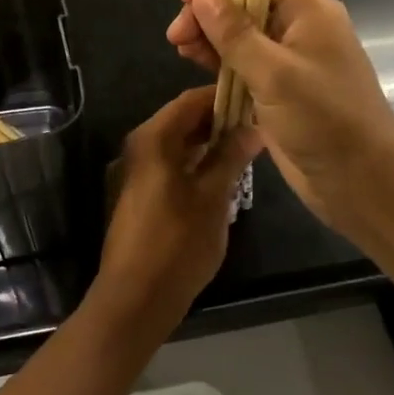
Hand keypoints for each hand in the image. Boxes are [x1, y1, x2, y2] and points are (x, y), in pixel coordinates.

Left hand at [94, 86, 260, 332]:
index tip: (256, 101)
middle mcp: (139, 148)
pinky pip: (171, 166)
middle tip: (257, 128)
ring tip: (247, 151)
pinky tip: (223, 177)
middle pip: (182, 121)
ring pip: (177, 145)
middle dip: (219, 121)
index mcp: (152, 140)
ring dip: (209, 144)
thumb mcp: (213, 197)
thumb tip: (253, 128)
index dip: (223, 98)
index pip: (189, 101)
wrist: (136, 296)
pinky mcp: (140, 195)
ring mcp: (136, 173)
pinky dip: (196, 164)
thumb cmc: (177, 243)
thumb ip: (231, 157)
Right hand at [165, 0, 393, 232]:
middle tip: (177, 37)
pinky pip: (243, 63)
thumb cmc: (325, 120)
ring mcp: (288, 59)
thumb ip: (236, 33)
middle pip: (245, 0)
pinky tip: (197, 66)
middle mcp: (298, 27)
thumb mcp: (275, 74)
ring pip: (240, 33)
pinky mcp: (278, 88)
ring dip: (210, 37)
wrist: (362, 182)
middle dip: (208, 11)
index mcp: (308, 10)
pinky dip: (219, 61)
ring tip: (181, 51)